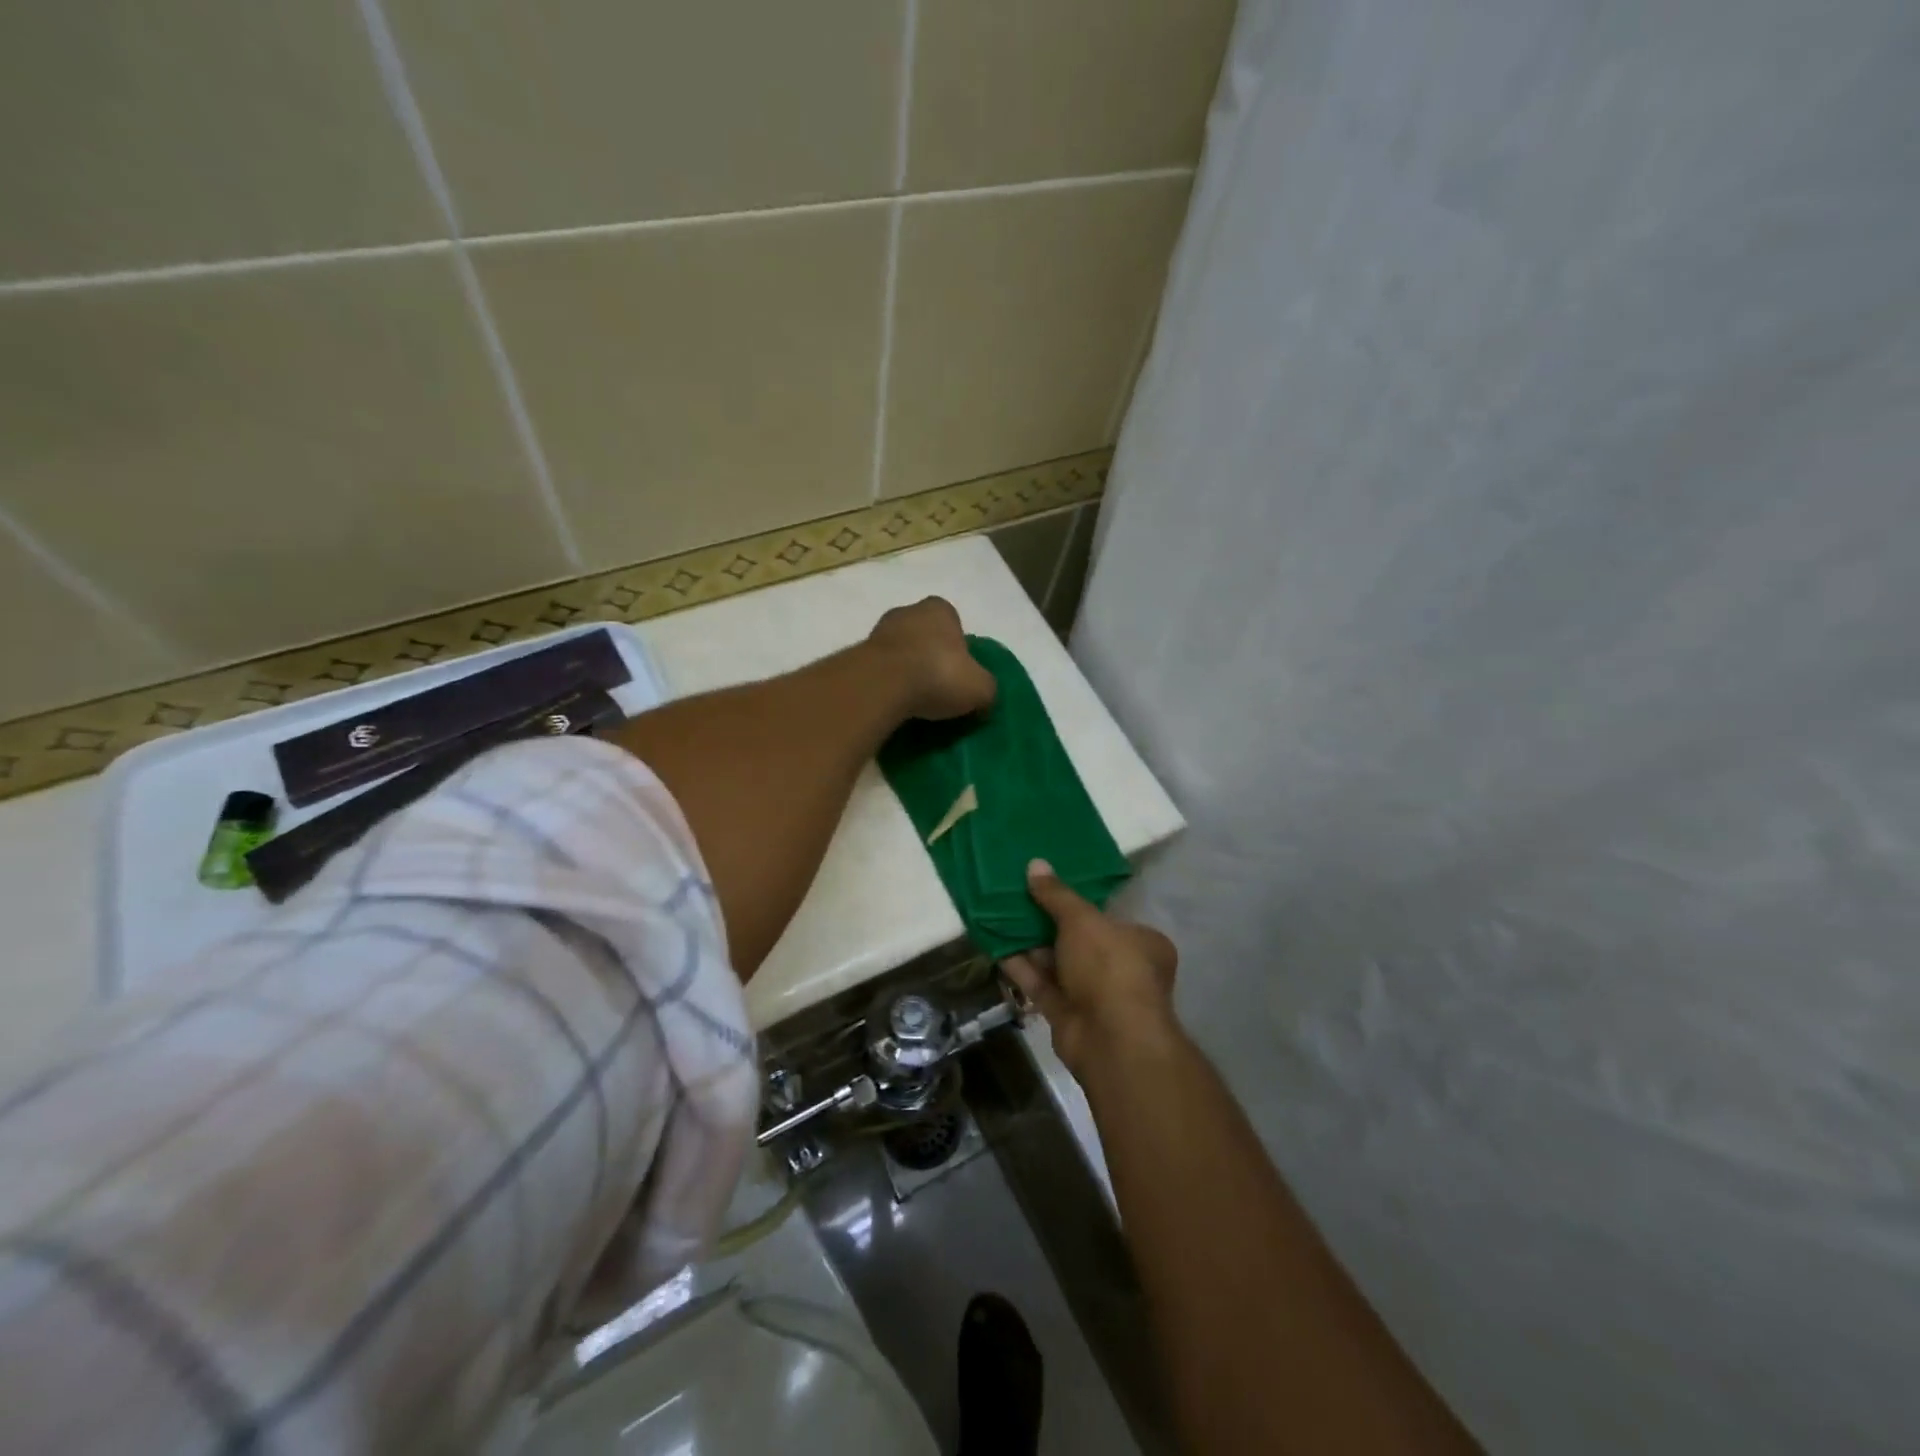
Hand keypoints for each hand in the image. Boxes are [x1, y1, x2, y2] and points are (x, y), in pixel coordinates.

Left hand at [868, 596, 996, 721]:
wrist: (882, 685)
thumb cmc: (939, 675)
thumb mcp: (980, 688)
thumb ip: (986, 689)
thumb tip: (983, 701)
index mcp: (940, 609)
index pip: (953, 623)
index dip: (958, 648)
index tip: (959, 674)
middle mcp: (907, 611)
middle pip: (924, 635)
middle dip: (930, 657)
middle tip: (938, 688)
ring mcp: (878, 631)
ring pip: (899, 651)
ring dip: (906, 670)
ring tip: (915, 701)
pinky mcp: (857, 654)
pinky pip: (880, 670)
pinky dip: (887, 683)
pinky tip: (894, 703)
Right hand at [1002, 859, 1180, 1078]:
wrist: (1110, 1040)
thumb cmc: (1109, 966)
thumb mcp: (1082, 920)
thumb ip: (1057, 895)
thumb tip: (1035, 864)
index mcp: (1142, 942)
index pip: (1110, 916)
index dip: (1080, 902)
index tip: (1052, 887)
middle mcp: (1122, 968)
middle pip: (1080, 939)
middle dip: (1048, 922)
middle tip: (1019, 896)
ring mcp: (1094, 995)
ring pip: (1057, 963)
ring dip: (1030, 943)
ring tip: (999, 913)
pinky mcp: (1068, 1014)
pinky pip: (1042, 984)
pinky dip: (1021, 967)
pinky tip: (995, 944)